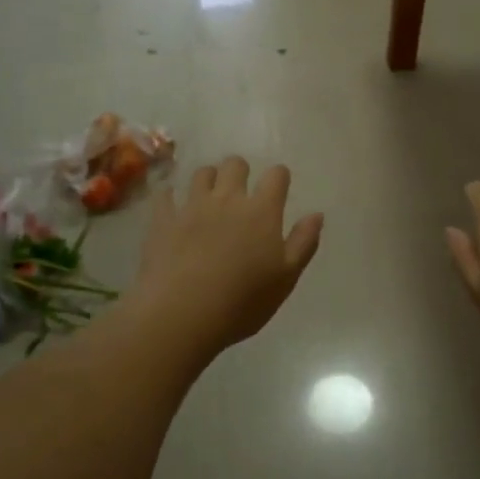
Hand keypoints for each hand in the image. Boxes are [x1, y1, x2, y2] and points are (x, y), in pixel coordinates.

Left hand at [132, 156, 323, 355]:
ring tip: (209, 198)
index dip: (279, 177)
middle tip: (241, 192)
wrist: (182, 313)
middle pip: (235, 165)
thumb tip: (316, 214)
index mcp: (262, 211)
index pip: (276, 176)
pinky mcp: (163, 220)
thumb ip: (303, 242)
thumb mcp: (286, 278)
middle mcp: (227, 199)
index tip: (279, 187)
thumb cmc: (243, 301)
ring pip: (201, 173)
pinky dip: (170, 197)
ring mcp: (192, 207)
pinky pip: (165, 196)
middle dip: (240, 172)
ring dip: (208, 180)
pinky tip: (172, 207)